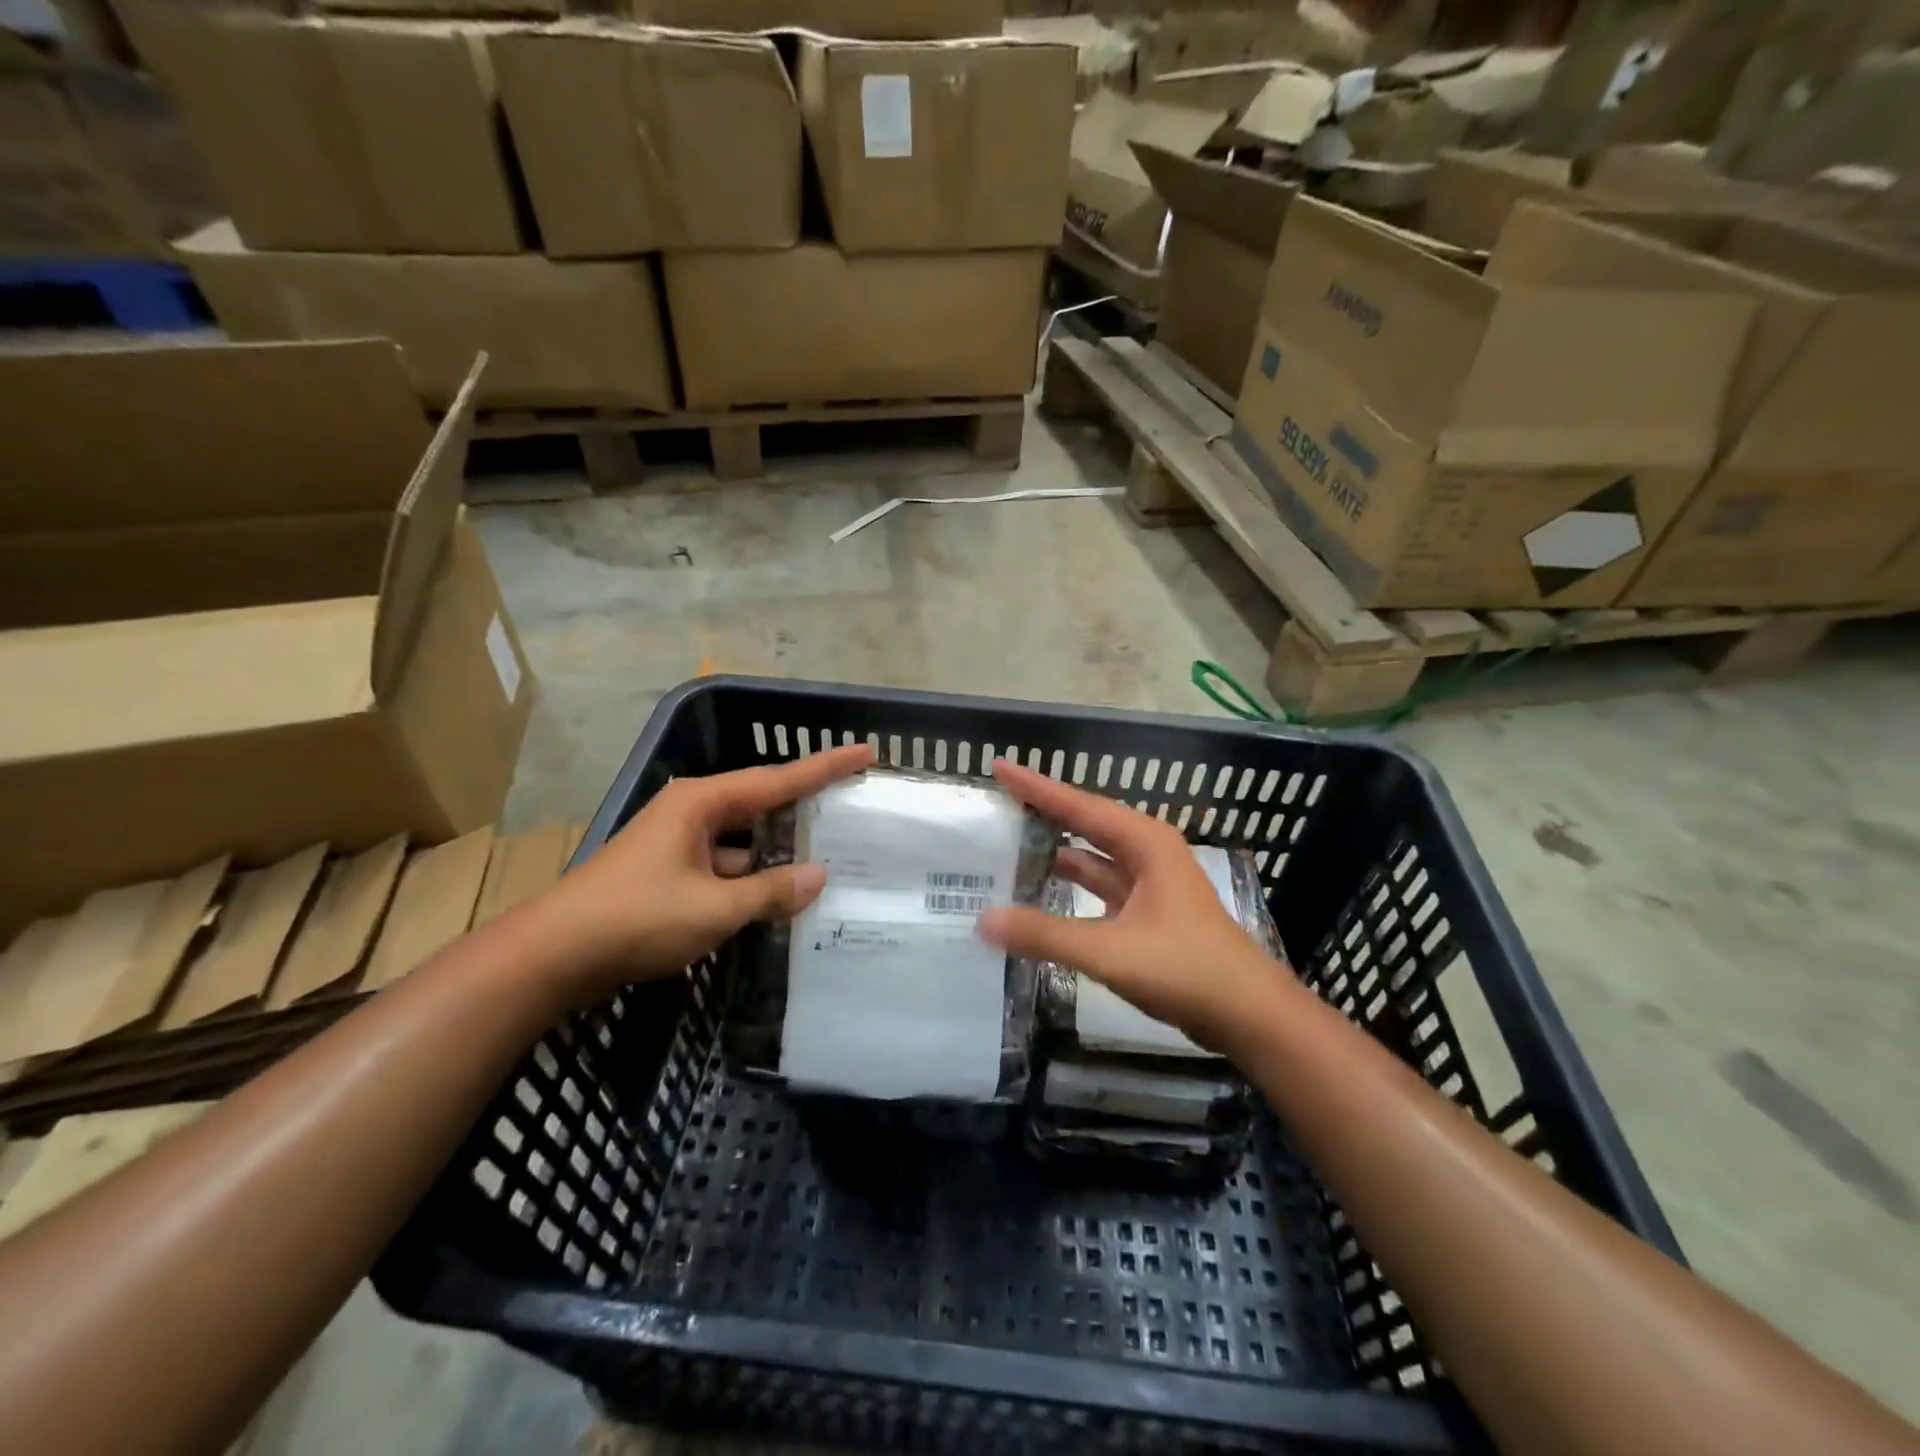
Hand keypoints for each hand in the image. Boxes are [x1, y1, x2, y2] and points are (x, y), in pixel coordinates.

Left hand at [539, 744, 873, 999]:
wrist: (552, 955)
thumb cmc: (636, 917)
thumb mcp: (713, 908)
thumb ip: (770, 891)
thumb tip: (819, 877)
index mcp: (702, 802)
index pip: (778, 780)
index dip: (824, 767)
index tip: (865, 752)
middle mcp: (691, 813)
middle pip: (762, 804)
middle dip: (805, 808)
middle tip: (851, 807)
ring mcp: (678, 844)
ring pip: (744, 841)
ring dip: (778, 852)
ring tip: (829, 859)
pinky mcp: (669, 875)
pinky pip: (725, 867)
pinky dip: (752, 879)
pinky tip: (779, 897)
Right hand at [979, 760, 1295, 1050]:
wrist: (1248, 1016)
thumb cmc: (1186, 969)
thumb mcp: (1111, 951)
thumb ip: (1046, 935)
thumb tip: (984, 921)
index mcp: (1145, 843)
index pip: (1079, 805)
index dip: (1036, 787)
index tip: (998, 767)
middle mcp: (1147, 853)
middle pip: (1084, 824)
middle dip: (1043, 812)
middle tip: (997, 803)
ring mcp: (1148, 884)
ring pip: (1091, 858)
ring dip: (1054, 852)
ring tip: (1007, 844)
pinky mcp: (1145, 914)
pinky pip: (1098, 888)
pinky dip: (1069, 887)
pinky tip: (1040, 893)